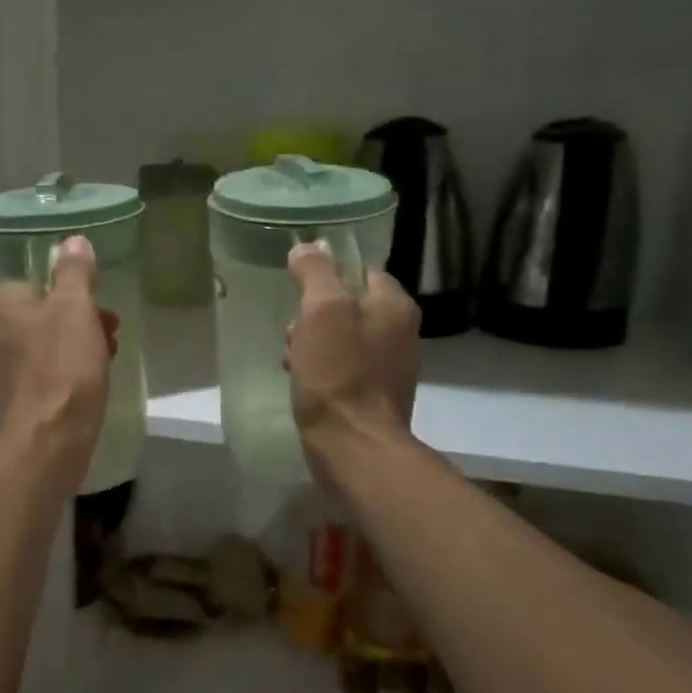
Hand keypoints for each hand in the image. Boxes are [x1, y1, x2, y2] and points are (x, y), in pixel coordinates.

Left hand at [0, 235, 116, 490]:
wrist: (46, 441)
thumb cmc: (63, 367)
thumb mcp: (75, 310)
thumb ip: (75, 273)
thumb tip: (73, 240)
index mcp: (4, 306)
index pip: (34, 283)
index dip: (70, 292)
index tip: (99, 306)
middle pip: (42, 316)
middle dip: (78, 322)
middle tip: (111, 335)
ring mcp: (0, 371)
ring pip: (44, 347)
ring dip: (75, 349)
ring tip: (105, 364)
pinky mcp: (12, 402)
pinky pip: (43, 377)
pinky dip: (65, 376)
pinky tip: (87, 390)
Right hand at [285, 241, 418, 482]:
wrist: (354, 446)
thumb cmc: (337, 373)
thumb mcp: (321, 311)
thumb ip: (316, 272)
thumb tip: (309, 246)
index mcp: (394, 305)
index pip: (359, 271)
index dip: (325, 277)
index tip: (299, 295)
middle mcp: (400, 331)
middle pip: (348, 305)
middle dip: (314, 315)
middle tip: (292, 333)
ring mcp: (390, 366)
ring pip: (343, 338)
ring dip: (312, 343)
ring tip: (291, 360)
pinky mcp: (375, 395)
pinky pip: (344, 367)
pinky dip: (322, 369)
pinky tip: (302, 381)